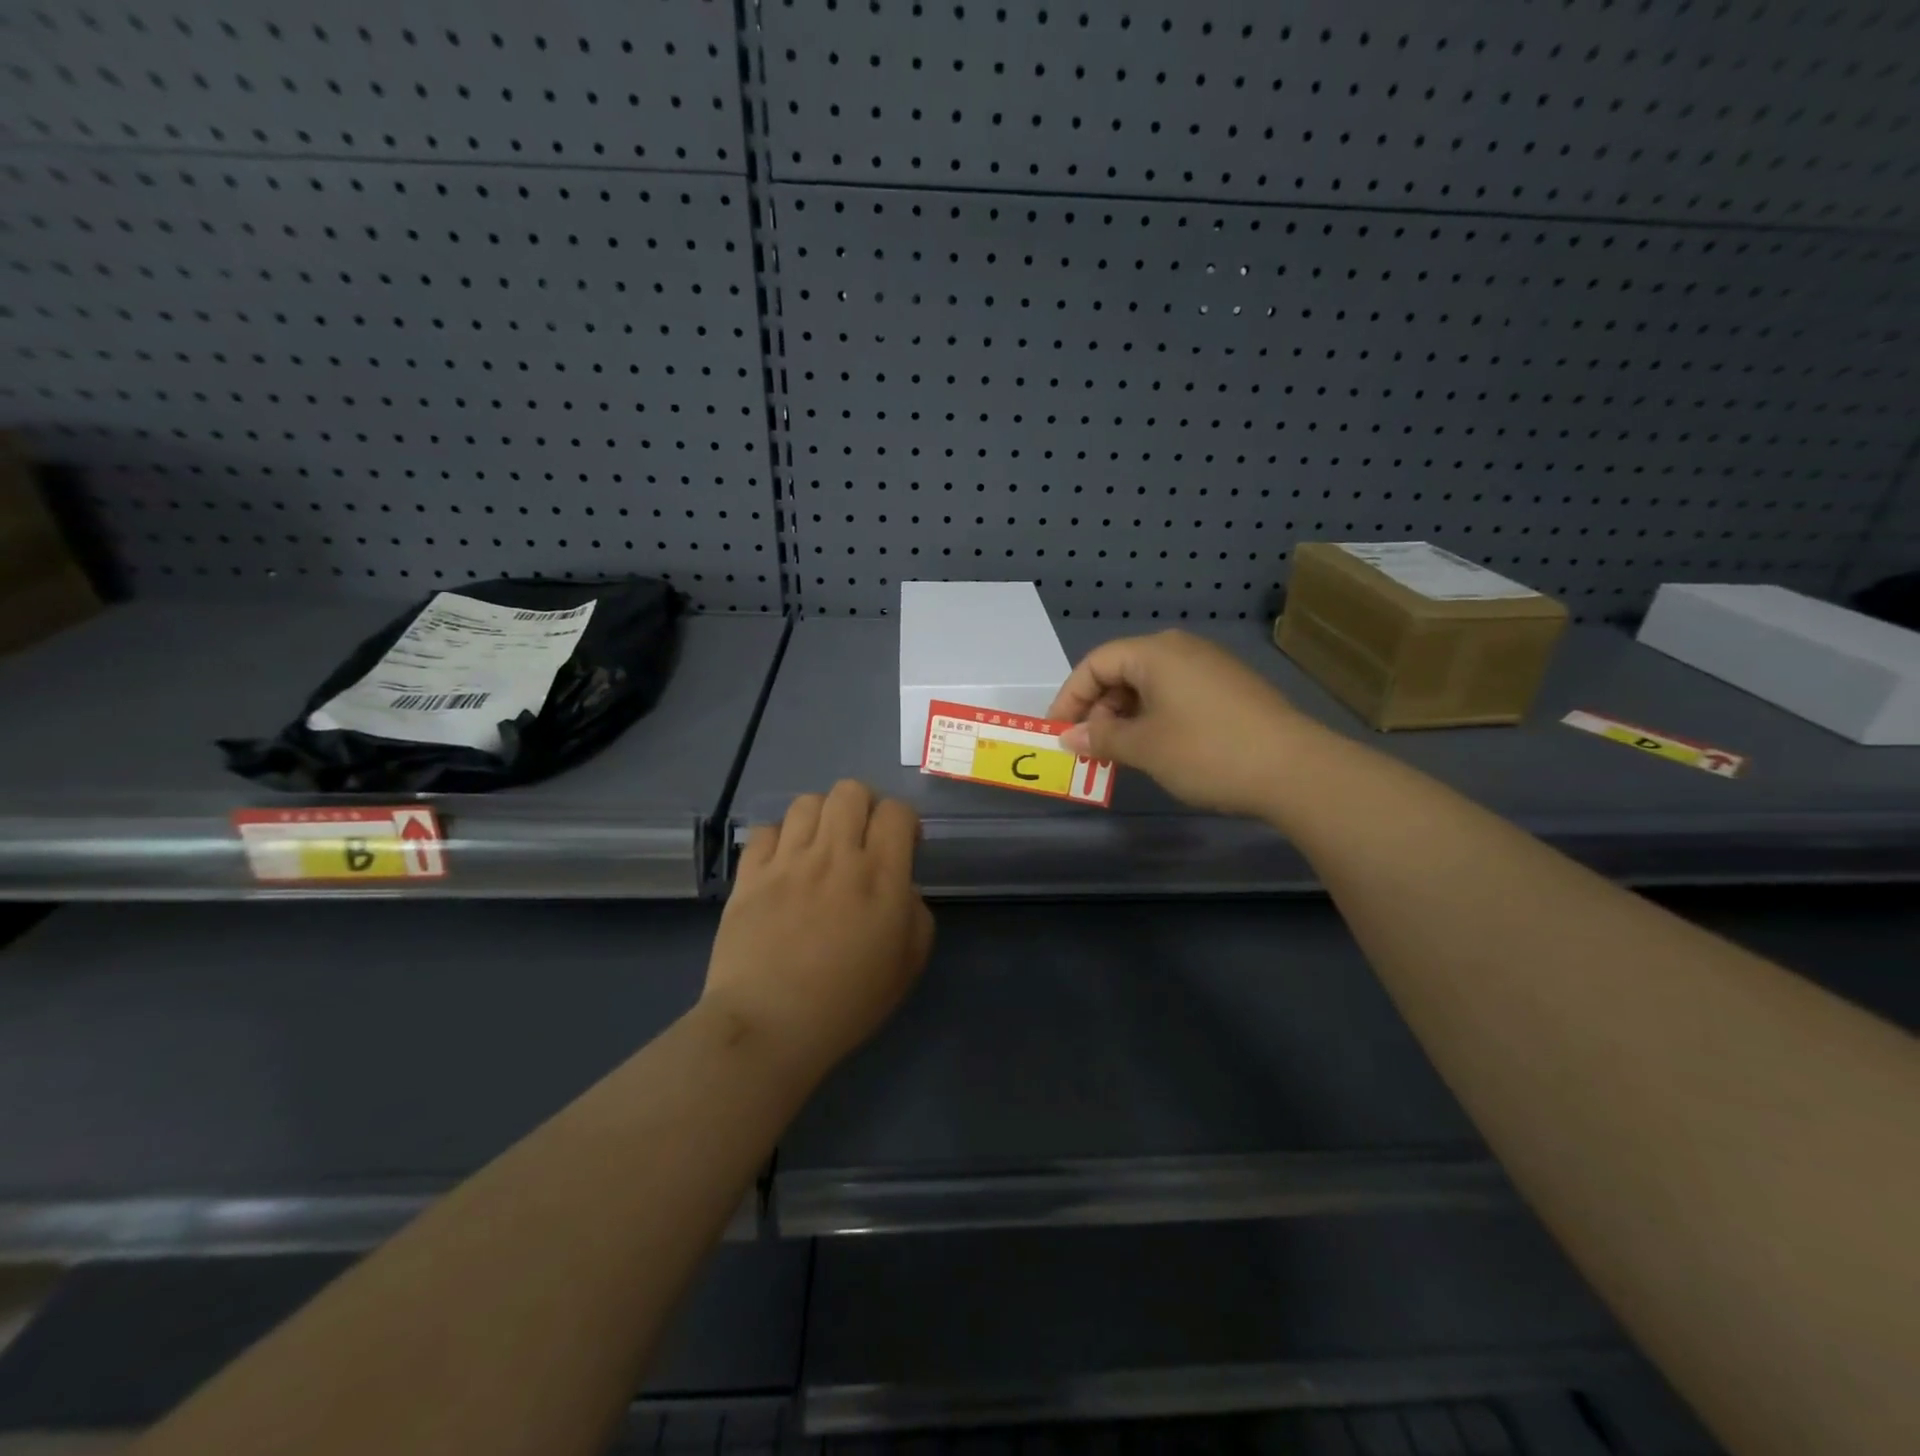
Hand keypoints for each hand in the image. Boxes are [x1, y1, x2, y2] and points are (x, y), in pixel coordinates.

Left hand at [703, 781, 933, 1081]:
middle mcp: (835, 855)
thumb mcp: (907, 966)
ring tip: (820, 847)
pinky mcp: (750, 874)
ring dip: (822, 817)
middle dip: (864, 806)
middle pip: (851, 791)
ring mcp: (788, 861)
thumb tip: (900, 888)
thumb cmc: (846, 1003)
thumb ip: (915, 915)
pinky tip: (784, 864)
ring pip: (808, 802)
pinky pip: (767, 830)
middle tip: (861, 839)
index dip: (904, 821)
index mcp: (880, 876)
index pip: (897, 812)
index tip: (902, 845)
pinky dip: (780, 838)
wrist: (768, 1026)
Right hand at [1049, 630, 1313, 817]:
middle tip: (1090, 747)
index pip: (1095, 663)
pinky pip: (1176, 694)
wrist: (1295, 770)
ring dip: (1125, 717)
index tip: (1058, 732)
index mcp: (1156, 652)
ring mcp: (1210, 667)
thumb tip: (1069, 737)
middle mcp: (1181, 649)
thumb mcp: (1144, 747)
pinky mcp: (1229, 688)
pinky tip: (1157, 748)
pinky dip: (1154, 717)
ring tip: (1120, 753)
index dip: (1070, 697)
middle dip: (1098, 709)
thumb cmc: (1206, 751)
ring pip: (1149, 685)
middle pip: (1122, 671)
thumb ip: (1100, 739)